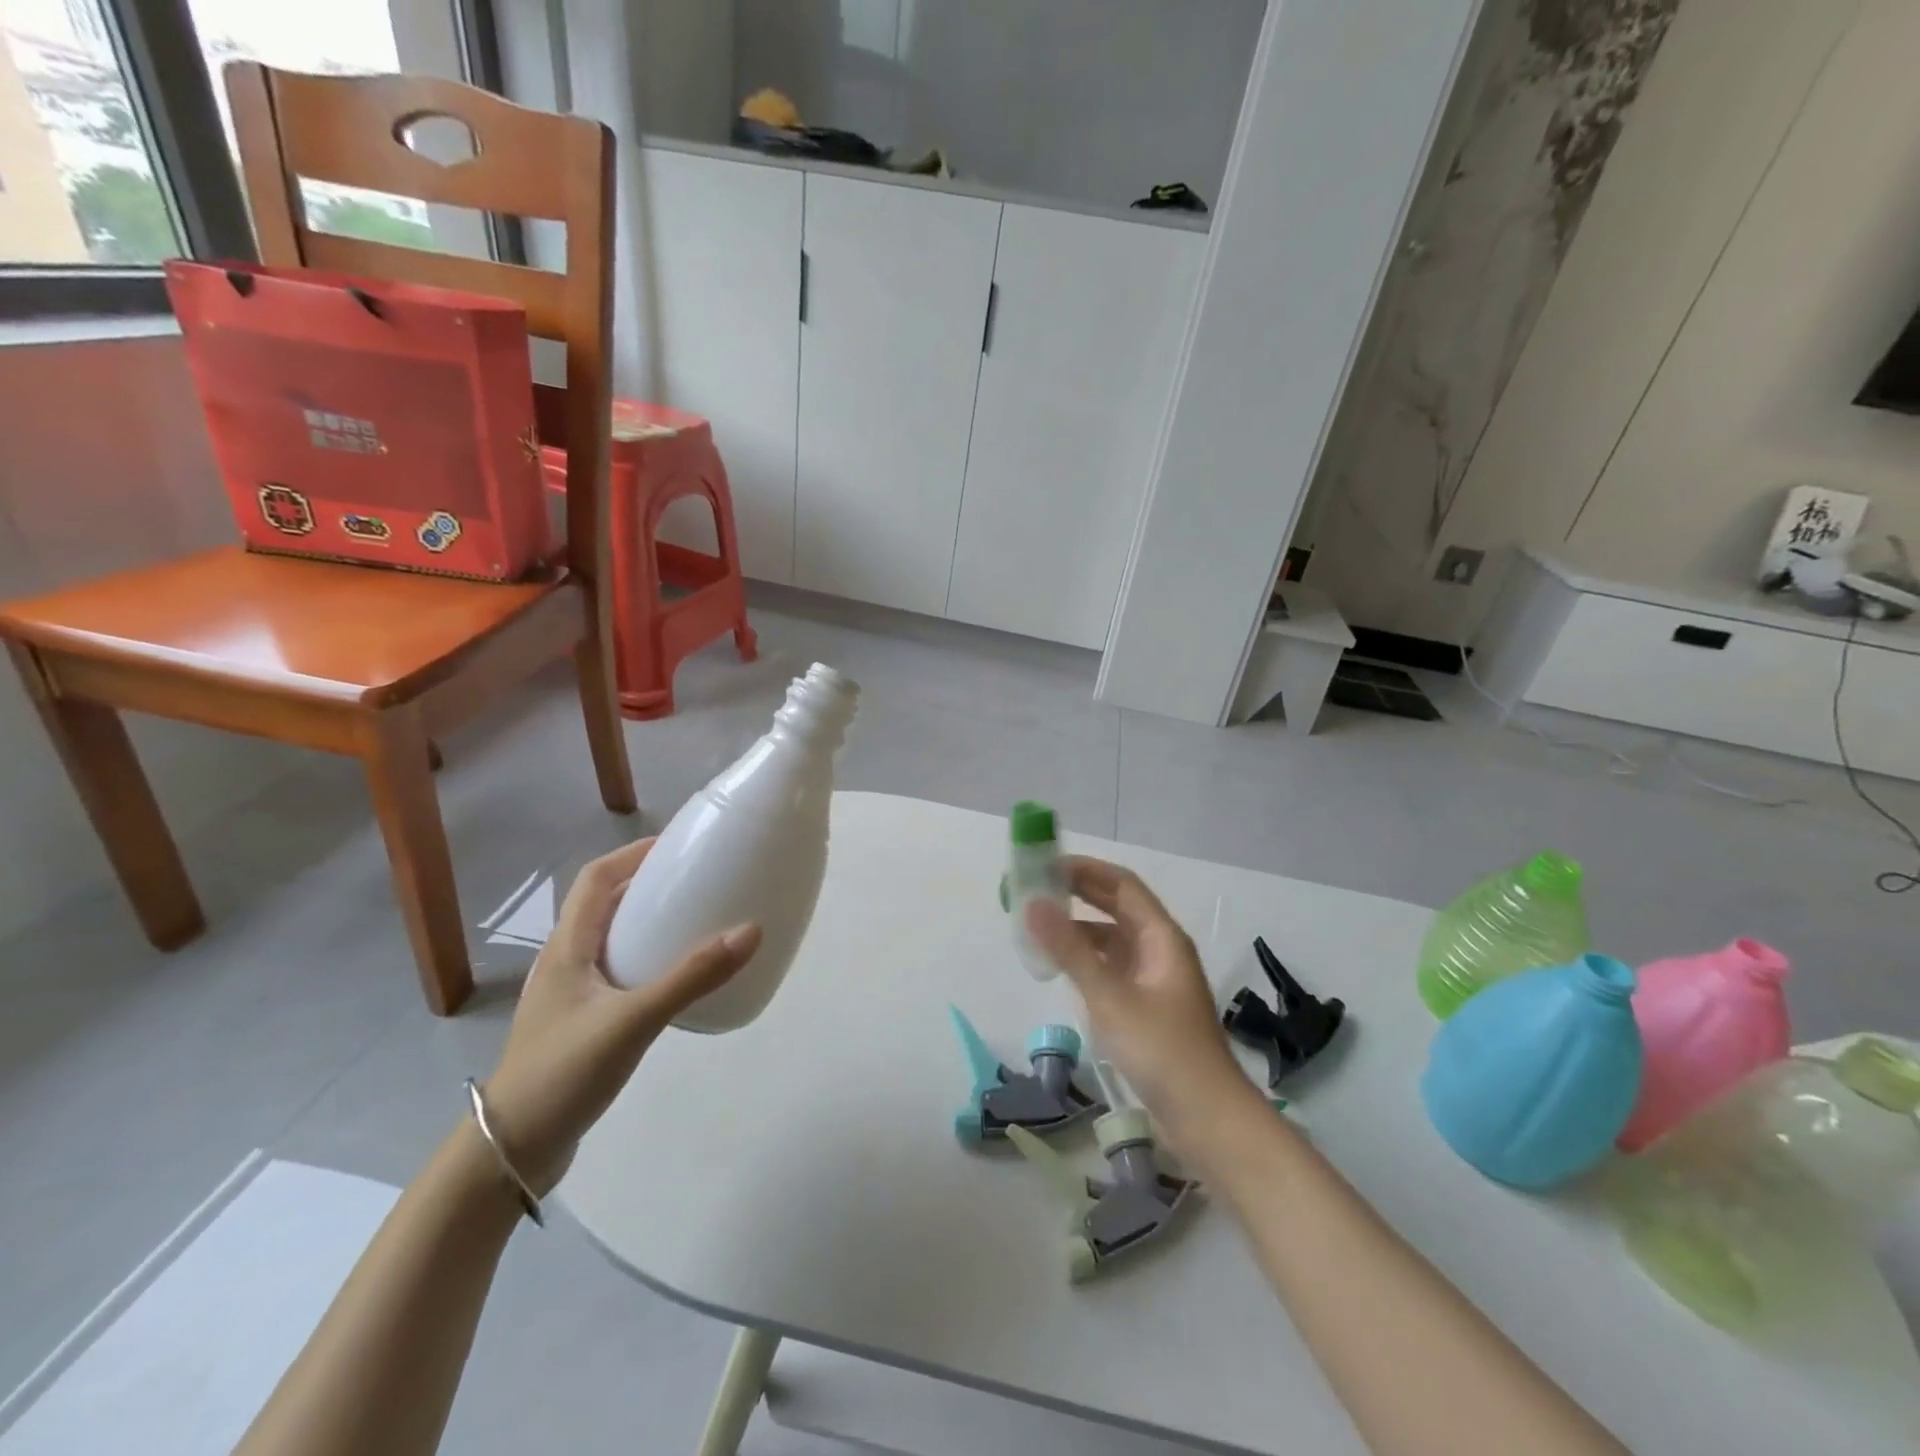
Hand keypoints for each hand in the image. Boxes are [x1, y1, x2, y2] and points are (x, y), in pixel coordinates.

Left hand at [482, 839, 761, 1193]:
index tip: (678, 845)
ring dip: (647, 922)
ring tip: (694, 921)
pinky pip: (618, 972)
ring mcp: (571, 995)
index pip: (596, 878)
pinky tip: (675, 979)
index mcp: (567, 947)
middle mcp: (565, 962)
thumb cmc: (563, 1072)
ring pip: (611, 940)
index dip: (633, 853)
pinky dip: (646, 959)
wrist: (511, 1152)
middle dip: (648, 884)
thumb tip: (751, 931)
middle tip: (698, 880)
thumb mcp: (633, 1020)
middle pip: (604, 904)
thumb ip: (692, 977)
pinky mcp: (580, 1023)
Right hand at [1026, 856, 1251, 1138]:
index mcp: (1161, 936)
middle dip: (1076, 893)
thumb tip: (1032, 903)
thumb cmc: (1163, 1052)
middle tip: (1032, 889)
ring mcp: (1153, 979)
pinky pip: (1110, 967)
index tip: (1043, 864)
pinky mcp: (1146, 1006)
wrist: (1208, 1120)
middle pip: (1115, 907)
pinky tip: (1058, 967)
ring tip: (1036, 926)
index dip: (1084, 869)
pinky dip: (1084, 959)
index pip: (1121, 884)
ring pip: (1111, 938)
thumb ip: (1070, 950)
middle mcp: (1159, 949)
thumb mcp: (1110, 998)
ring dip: (1077, 928)